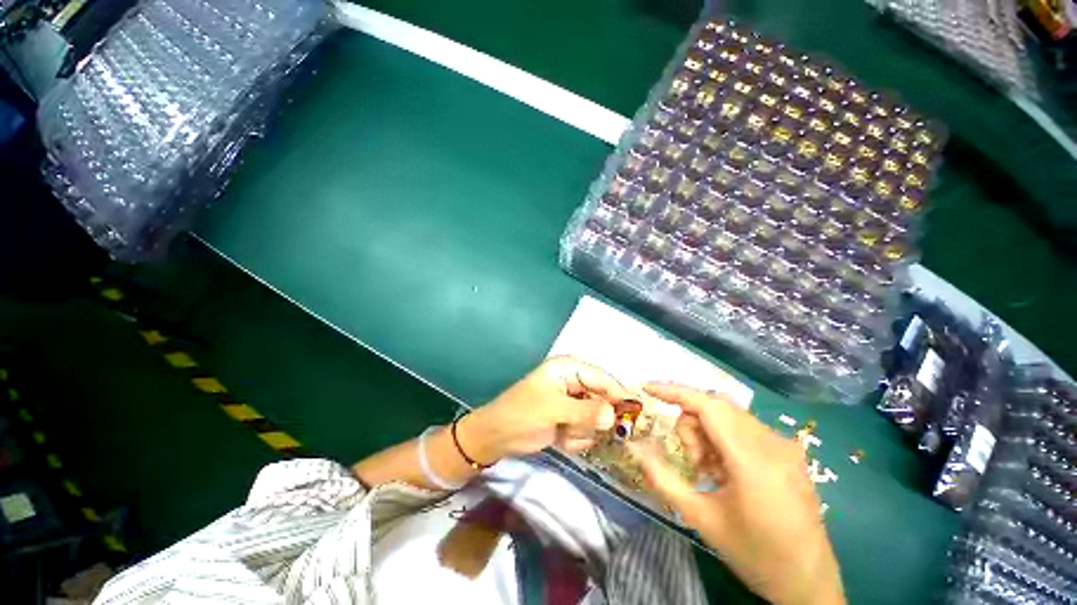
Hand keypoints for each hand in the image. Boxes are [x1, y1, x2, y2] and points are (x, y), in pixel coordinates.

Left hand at [459, 357, 629, 462]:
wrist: (498, 436)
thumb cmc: (522, 413)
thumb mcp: (553, 409)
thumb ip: (585, 411)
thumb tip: (614, 415)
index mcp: (569, 368)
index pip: (603, 378)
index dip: (619, 395)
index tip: (635, 416)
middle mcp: (575, 382)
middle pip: (604, 399)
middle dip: (594, 419)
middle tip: (581, 429)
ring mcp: (574, 402)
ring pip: (598, 419)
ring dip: (583, 431)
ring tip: (563, 432)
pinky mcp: (571, 419)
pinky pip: (588, 431)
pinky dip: (577, 438)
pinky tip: (561, 438)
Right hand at [628, 383, 844, 604]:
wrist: (808, 584)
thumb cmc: (754, 554)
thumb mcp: (701, 518)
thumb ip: (662, 478)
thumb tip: (633, 448)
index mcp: (753, 461)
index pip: (708, 406)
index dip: (674, 391)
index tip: (647, 388)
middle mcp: (773, 443)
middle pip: (715, 407)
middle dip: (691, 425)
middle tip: (692, 462)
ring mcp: (785, 446)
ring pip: (728, 415)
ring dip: (707, 433)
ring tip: (710, 471)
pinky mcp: (789, 452)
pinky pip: (744, 427)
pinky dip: (723, 438)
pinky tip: (727, 471)